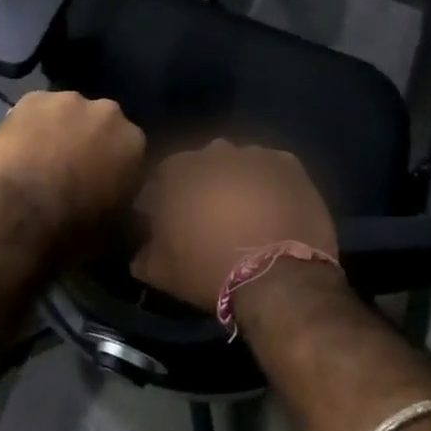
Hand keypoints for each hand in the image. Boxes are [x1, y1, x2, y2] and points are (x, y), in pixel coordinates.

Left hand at [0, 91, 145, 249]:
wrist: (18, 213)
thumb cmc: (74, 228)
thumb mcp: (119, 237)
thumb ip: (136, 221)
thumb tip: (140, 220)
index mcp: (134, 141)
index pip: (131, 150)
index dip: (116, 167)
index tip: (103, 185)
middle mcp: (107, 112)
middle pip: (100, 124)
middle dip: (90, 142)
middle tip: (71, 171)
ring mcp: (67, 100)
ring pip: (67, 114)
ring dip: (60, 130)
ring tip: (40, 160)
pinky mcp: (31, 98)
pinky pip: (35, 110)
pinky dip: (30, 125)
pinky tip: (18, 148)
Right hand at [131, 141, 338, 313]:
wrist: (277, 278)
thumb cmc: (209, 269)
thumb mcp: (161, 271)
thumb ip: (144, 253)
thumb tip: (141, 251)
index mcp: (178, 170)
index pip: (163, 174)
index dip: (165, 196)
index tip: (168, 219)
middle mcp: (214, 152)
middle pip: (203, 165)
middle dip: (203, 185)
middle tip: (208, 216)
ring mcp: (255, 155)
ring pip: (239, 164)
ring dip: (237, 181)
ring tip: (245, 213)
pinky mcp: (289, 165)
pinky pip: (272, 168)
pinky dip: (269, 183)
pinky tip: (272, 207)